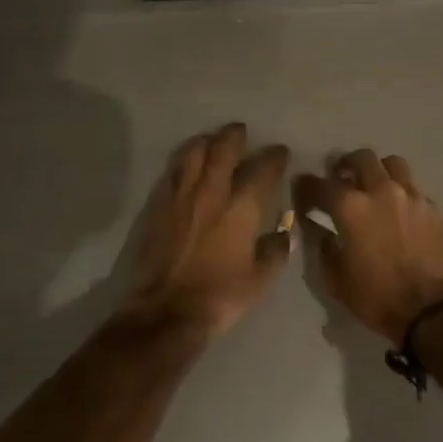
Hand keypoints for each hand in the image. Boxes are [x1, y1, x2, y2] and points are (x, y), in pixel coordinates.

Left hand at [123, 123, 293, 335]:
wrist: (166, 310)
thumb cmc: (220, 295)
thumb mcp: (261, 278)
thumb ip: (277, 249)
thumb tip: (284, 231)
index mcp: (242, 206)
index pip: (262, 168)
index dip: (274, 156)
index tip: (280, 151)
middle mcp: (211, 191)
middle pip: (223, 149)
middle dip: (235, 135)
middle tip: (241, 131)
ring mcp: (181, 196)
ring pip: (193, 153)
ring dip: (206, 141)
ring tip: (212, 140)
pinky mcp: (158, 205)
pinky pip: (171, 171)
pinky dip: (182, 161)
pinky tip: (186, 165)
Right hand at [295, 150, 442, 342]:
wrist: (433, 310)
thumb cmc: (378, 298)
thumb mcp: (338, 281)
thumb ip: (326, 251)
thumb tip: (324, 234)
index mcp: (352, 208)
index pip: (321, 185)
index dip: (307, 185)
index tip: (302, 187)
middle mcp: (382, 192)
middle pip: (362, 158)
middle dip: (346, 163)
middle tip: (341, 176)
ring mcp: (412, 196)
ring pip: (393, 164)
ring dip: (379, 169)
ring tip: (375, 184)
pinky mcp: (434, 208)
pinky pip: (414, 188)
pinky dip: (401, 191)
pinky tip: (399, 209)